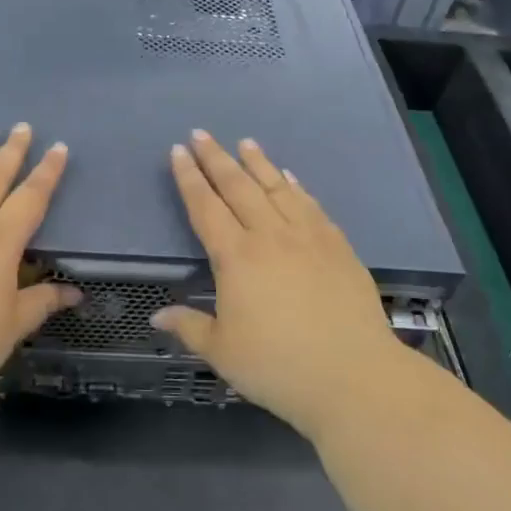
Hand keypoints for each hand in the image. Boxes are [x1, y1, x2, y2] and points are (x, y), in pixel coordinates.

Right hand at [154, 130, 407, 440]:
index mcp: (236, 257)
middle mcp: (270, 236)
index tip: (179, 151)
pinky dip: (296, 187)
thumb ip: (189, 327)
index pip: (205, 207)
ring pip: (277, 188)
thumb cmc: (278, 367)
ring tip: (245, 142)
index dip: (189, 178)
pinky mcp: (338, 246)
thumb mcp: (222, 352)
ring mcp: (308, 237)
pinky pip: (311, 205)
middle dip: (216, 158)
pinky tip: (290, 177)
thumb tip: (157, 316)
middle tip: (202, 134)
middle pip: (238, 187)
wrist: (353, 376)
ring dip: (258, 163)